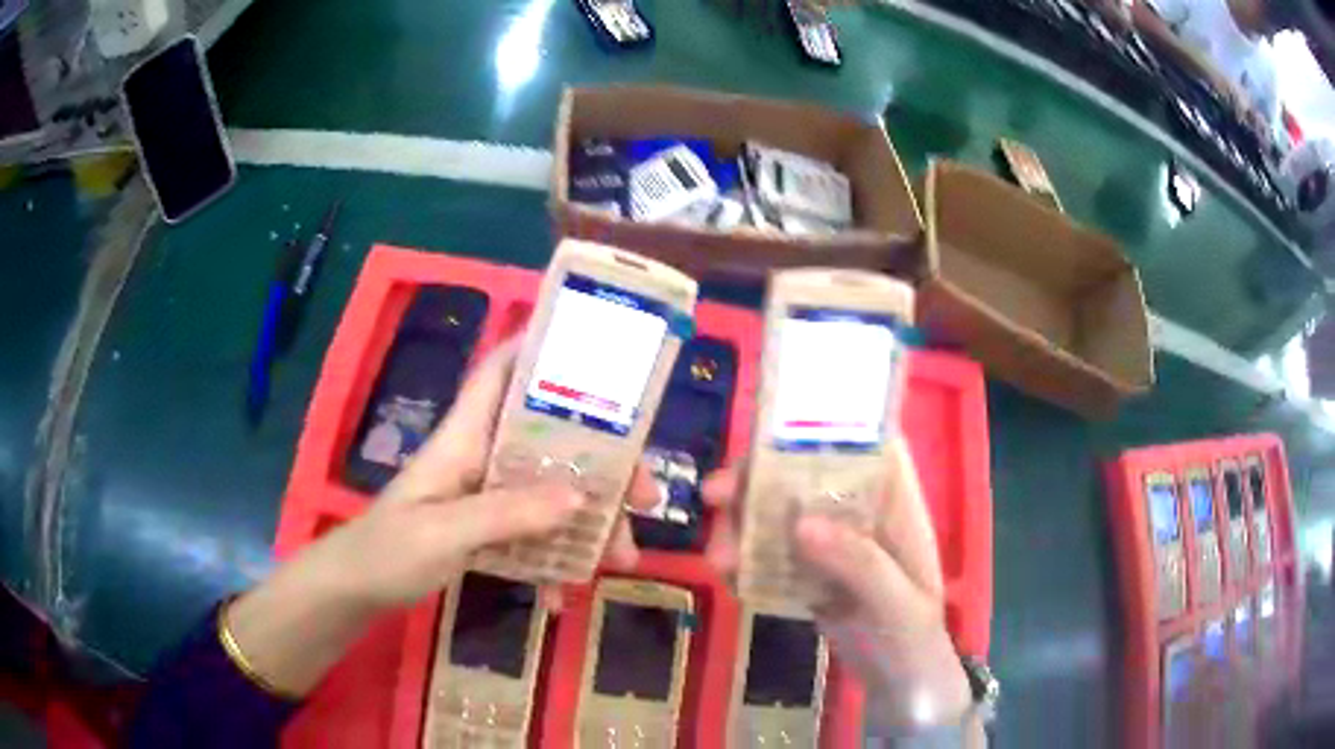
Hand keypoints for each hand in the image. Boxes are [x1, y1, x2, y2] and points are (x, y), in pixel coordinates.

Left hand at [307, 336, 647, 609]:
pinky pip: (533, 535)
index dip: (539, 350)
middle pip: (550, 442)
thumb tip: (579, 496)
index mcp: (464, 438)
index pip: (499, 373)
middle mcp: (481, 458)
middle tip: (647, 496)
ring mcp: (485, 496)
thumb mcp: (442, 533)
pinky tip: (560, 596)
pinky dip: (553, 561)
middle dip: (602, 464)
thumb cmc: (386, 551)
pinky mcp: (486, 530)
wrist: (356, 591)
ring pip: (551, 493)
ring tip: (621, 558)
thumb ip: (504, 513)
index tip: (595, 349)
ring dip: (589, 522)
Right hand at [680, 439, 973, 731]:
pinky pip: (773, 556)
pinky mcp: (810, 573)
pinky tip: (730, 579)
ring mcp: (833, 544)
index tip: (771, 424)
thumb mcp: (897, 604)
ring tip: (719, 560)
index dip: (828, 422)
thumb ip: (859, 564)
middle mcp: (861, 515)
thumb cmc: (914, 640)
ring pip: (781, 514)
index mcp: (895, 506)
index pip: (868, 445)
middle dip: (759, 478)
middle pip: (808, 475)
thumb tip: (800, 523)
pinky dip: (747, 561)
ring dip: (743, 527)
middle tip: (715, 496)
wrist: (902, 686)